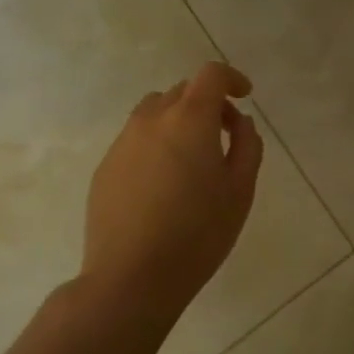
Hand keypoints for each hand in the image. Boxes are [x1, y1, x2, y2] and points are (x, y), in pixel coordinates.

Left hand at [83, 61, 263, 311]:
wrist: (130, 279)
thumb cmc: (197, 233)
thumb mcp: (241, 190)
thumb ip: (247, 146)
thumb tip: (240, 123)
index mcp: (190, 118)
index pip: (211, 74)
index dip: (231, 78)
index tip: (244, 97)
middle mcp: (153, 119)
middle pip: (183, 91)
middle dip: (207, 103)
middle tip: (224, 136)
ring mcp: (123, 142)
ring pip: (155, 112)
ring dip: (178, 120)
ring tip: (190, 159)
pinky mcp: (105, 167)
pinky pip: (136, 140)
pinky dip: (155, 144)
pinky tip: (162, 185)